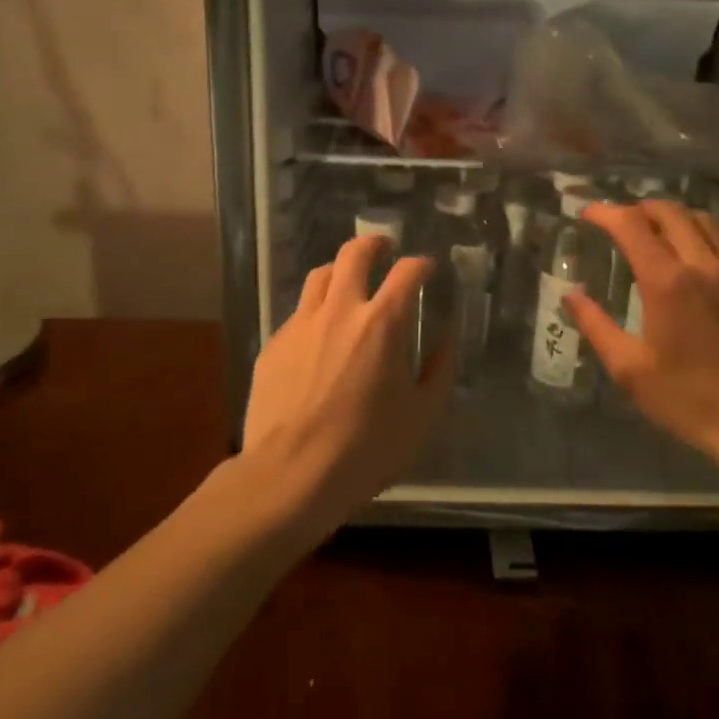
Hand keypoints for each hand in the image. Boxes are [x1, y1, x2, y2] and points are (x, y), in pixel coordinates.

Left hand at [239, 235, 452, 542]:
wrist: (291, 473)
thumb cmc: (366, 448)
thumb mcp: (420, 416)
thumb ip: (438, 372)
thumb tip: (445, 343)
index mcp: (383, 323)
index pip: (407, 272)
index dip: (421, 264)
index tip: (426, 268)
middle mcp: (341, 311)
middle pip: (354, 254)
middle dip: (373, 244)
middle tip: (383, 250)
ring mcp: (301, 324)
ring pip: (320, 276)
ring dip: (340, 271)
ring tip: (348, 283)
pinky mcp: (274, 345)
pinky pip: (298, 313)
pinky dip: (316, 311)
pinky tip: (319, 336)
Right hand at [566, 200, 718, 475]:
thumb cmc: (691, 400)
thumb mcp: (631, 370)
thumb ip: (597, 327)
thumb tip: (571, 296)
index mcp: (668, 282)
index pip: (632, 226)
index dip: (605, 213)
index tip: (586, 213)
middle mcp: (703, 263)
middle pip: (669, 211)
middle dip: (637, 208)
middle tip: (617, 222)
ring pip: (701, 220)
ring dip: (671, 216)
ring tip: (652, 232)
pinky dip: (698, 232)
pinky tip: (690, 256)